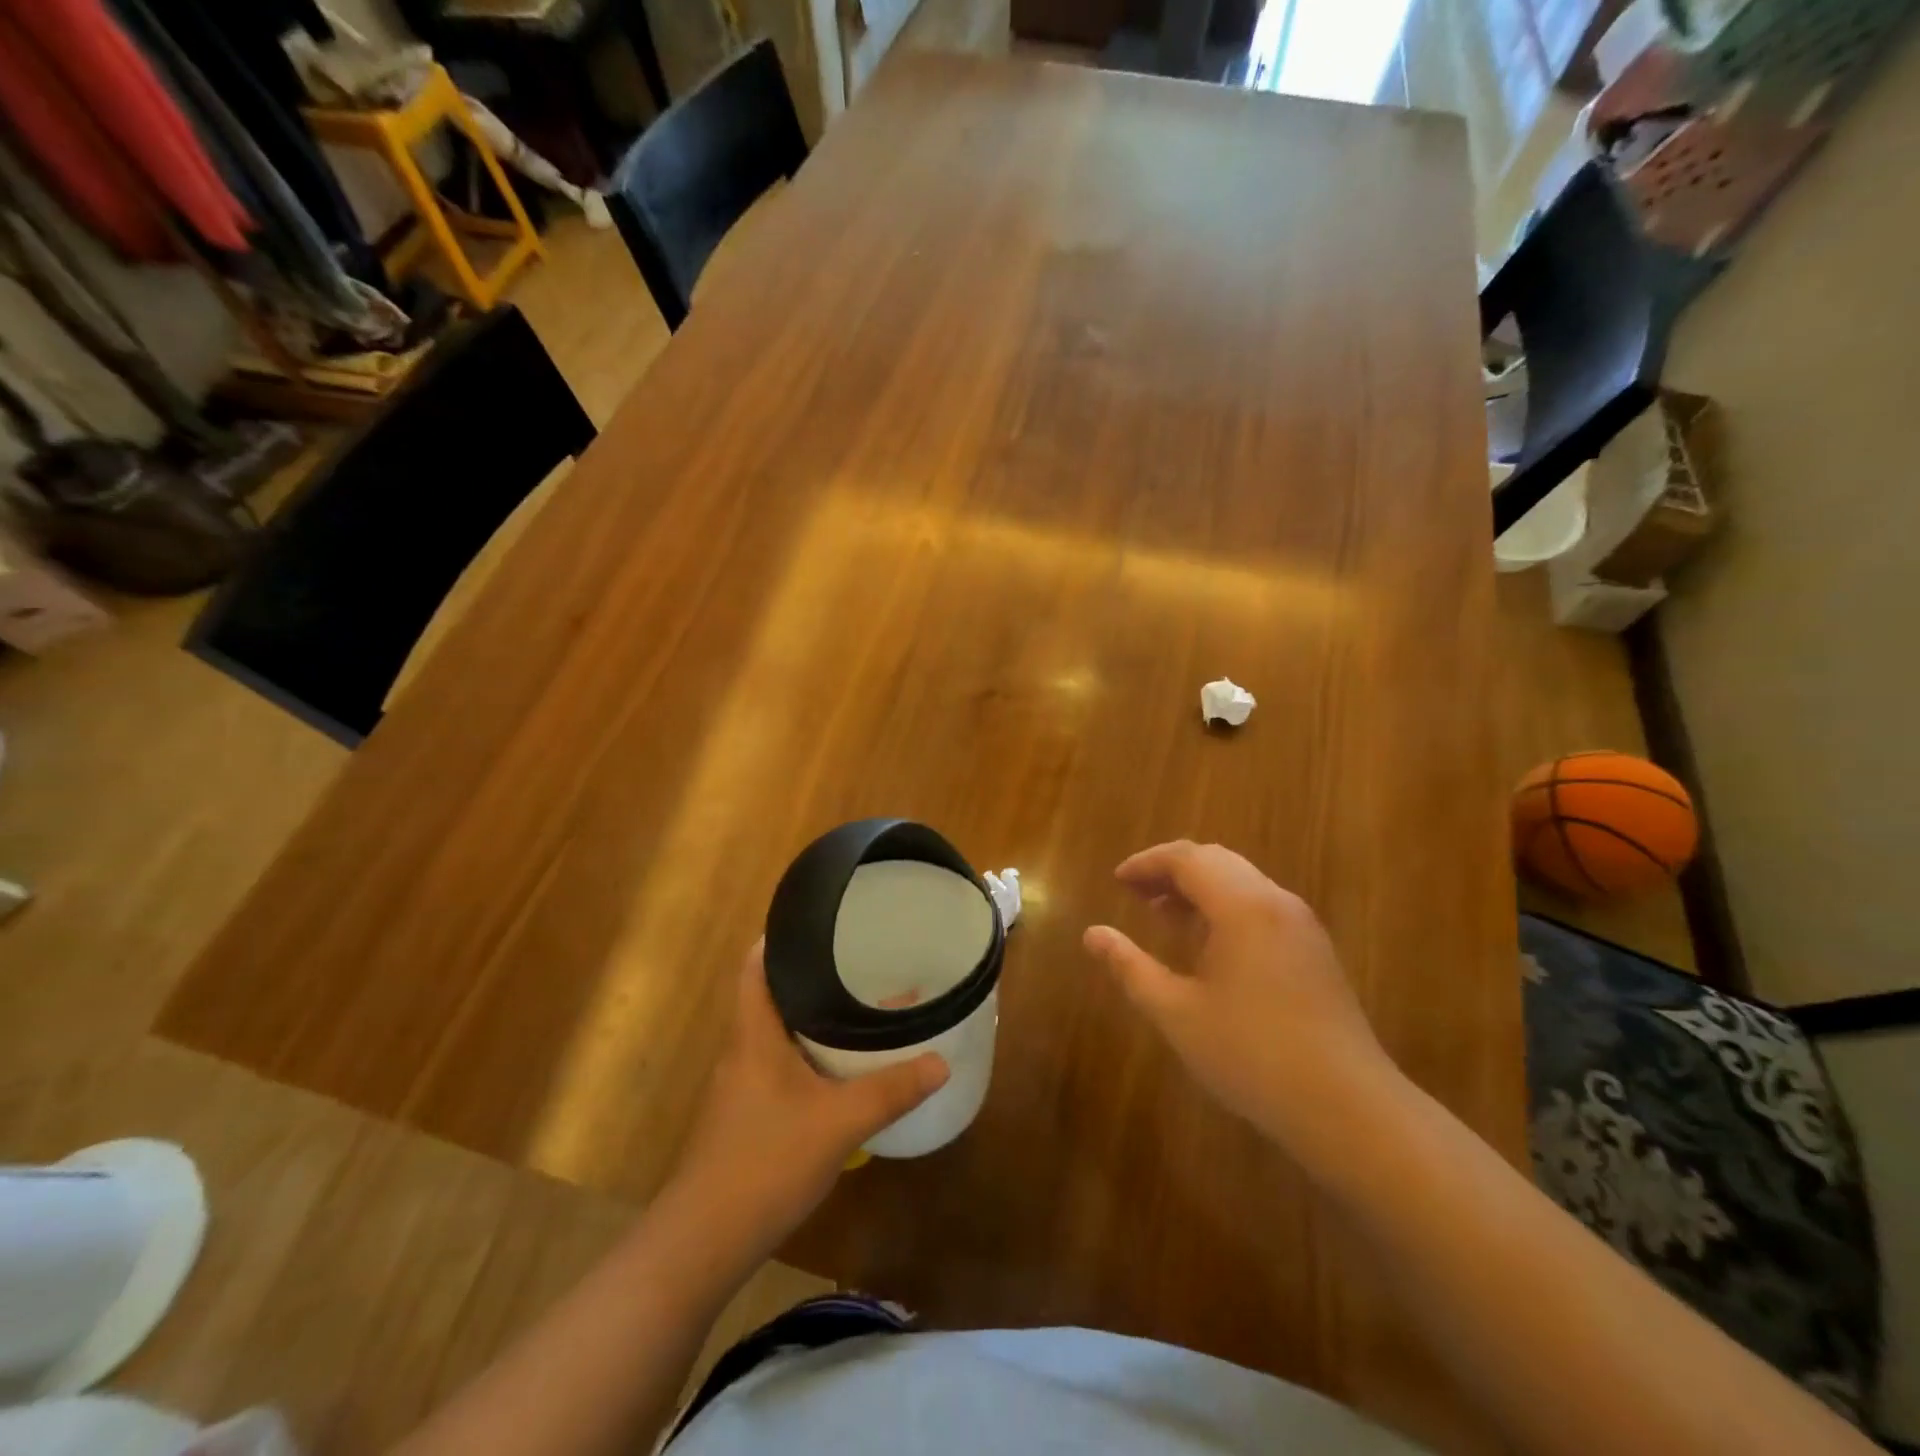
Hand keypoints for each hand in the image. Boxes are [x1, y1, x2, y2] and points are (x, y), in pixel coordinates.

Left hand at [671, 942, 948, 1255]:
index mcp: (754, 1033)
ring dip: (816, 1018)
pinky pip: (783, 1065)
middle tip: (858, 961)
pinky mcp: (748, 1115)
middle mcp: (744, 1049)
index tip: (820, 922)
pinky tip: (843, 1070)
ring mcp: (742, 1084)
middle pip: (775, 995)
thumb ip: (891, 1090)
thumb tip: (941, 1061)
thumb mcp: (839, 1122)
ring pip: (781, 1033)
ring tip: (860, 1006)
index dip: (781, 938)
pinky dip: (812, 1055)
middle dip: (815, 977)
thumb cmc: (765, 1162)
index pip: (756, 965)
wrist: (704, 1242)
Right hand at [1083, 841, 1399, 1163]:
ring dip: (1199, 889)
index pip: (1187, 858)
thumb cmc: (1252, 1055)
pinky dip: (1225, 908)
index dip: (1147, 863)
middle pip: (1216, 861)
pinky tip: (1208, 946)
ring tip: (1163, 916)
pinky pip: (1260, 906)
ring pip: (1241, 882)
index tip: (1117, 881)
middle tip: (1135, 894)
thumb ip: (1131, 968)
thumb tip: (1092, 934)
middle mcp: (1275, 902)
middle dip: (1171, 871)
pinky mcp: (1314, 950)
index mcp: (1242, 906)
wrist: (1348, 1108)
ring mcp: (1301, 925)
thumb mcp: (1177, 1013)